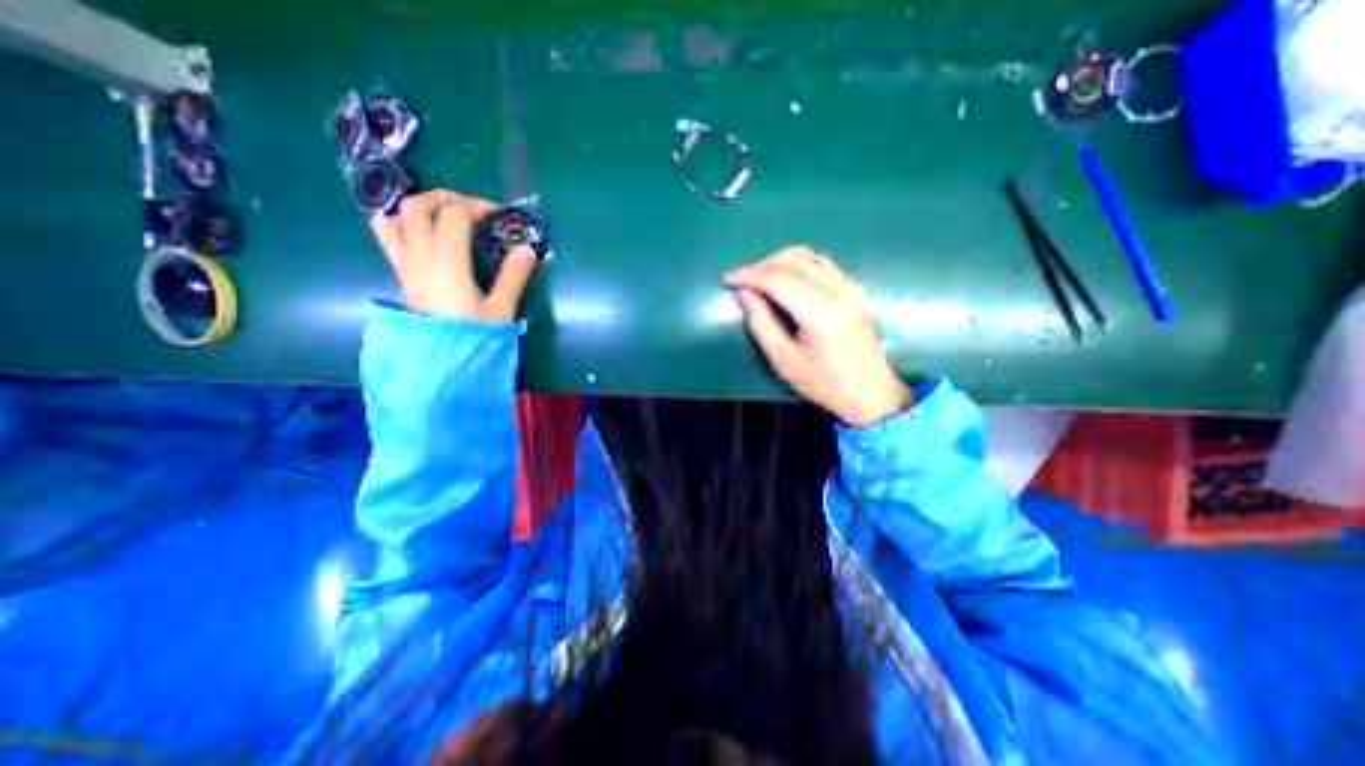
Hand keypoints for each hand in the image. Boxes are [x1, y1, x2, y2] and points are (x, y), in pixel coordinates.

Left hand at [372, 192, 544, 321]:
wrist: (440, 362)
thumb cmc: (473, 336)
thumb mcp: (501, 310)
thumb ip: (513, 277)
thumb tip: (527, 250)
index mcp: (448, 264)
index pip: (453, 216)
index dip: (475, 206)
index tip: (496, 214)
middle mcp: (420, 257)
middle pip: (417, 207)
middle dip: (444, 197)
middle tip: (468, 206)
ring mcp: (405, 266)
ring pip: (395, 218)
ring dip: (418, 206)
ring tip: (441, 213)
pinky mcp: (401, 275)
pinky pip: (388, 237)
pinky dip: (399, 222)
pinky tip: (416, 229)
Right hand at [717, 248, 908, 426]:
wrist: (869, 392)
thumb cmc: (823, 383)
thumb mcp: (784, 361)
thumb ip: (761, 323)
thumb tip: (745, 293)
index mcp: (821, 314)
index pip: (779, 280)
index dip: (750, 275)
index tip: (728, 279)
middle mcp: (839, 292)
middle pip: (793, 261)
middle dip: (761, 266)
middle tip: (742, 280)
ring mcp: (850, 287)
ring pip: (809, 256)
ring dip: (779, 261)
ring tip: (759, 278)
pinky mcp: (854, 289)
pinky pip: (822, 263)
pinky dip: (798, 264)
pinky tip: (786, 278)